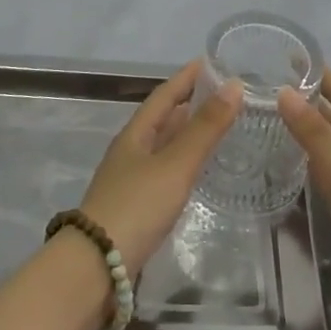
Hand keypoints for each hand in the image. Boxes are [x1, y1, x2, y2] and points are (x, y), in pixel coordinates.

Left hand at [78, 59, 242, 274]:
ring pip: (163, 146)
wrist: (96, 267)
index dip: (186, 77)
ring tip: (217, 126)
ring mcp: (131, 180)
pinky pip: (164, 171)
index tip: (210, 61)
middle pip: (162, 119)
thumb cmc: (136, 207)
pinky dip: (184, 162)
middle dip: (189, 103)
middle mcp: (131, 151)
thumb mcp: (175, 164)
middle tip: (224, 93)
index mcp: (135, 134)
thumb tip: (234, 84)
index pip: (164, 95)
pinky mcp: (136, 207)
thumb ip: (205, 128)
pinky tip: (197, 171)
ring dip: (187, 133)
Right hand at [279, 70, 330, 329]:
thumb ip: (317, 137)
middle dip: (312, 107)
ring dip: (307, 140)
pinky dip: (309, 173)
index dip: (326, 78)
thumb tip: (284, 93)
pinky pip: (329, 186)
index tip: (295, 58)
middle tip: (269, 91)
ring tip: (269, 125)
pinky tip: (286, 173)